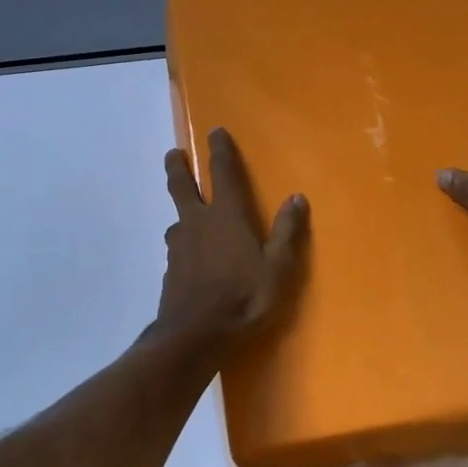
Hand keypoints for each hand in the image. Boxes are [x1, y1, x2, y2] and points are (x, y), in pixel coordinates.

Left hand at [158, 128, 308, 348]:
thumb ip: (287, 231)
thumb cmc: (243, 298)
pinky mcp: (170, 270)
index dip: (219, 150)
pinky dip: (182, 242)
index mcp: (226, 215)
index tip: (214, 131)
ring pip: (177, 218)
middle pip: (181, 186)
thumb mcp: (278, 267)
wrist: (194, 336)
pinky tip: (187, 255)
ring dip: (180, 208)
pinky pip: (177, 247)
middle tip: (174, 154)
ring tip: (185, 212)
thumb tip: (297, 197)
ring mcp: (180, 247)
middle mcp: (198, 223)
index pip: (222, 172)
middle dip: (178, 167)